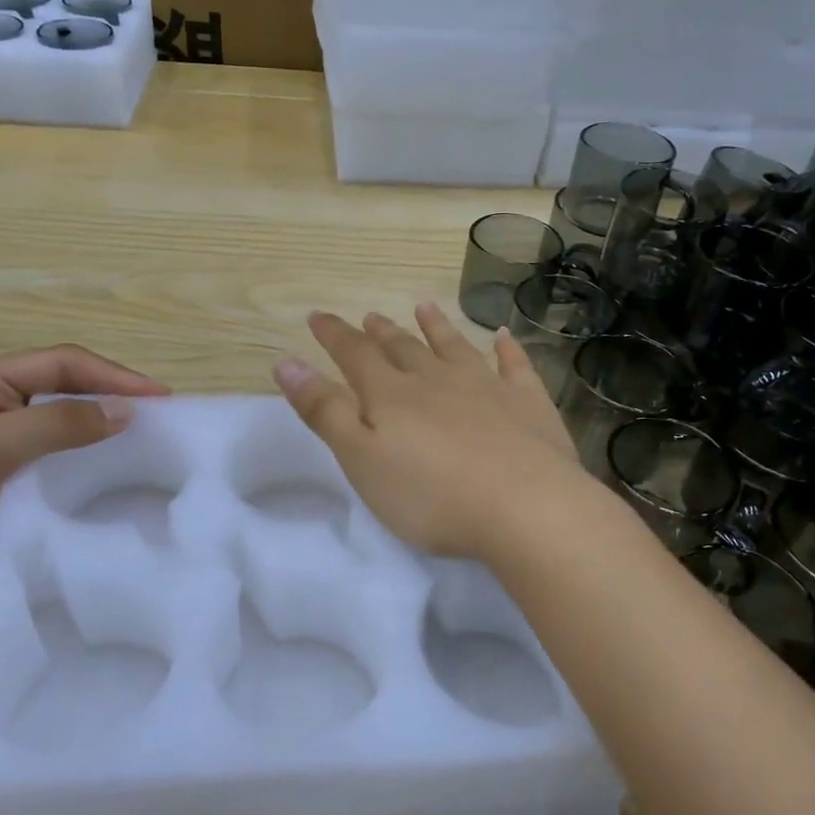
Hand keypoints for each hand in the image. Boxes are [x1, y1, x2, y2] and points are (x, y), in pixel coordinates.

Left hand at [0, 345, 168, 618]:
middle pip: (71, 385)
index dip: (114, 376)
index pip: (64, 363)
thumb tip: (128, 411)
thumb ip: (58, 424)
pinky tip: (117, 465)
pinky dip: (93, 453)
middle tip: (162, 414)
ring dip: (107, 423)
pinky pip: (64, 452)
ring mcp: (6, 439)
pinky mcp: (13, 474)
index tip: (160, 398)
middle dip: (116, 394)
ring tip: (149, 436)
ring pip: (70, 419)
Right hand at [273, 304, 596, 559]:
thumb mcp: (361, 459)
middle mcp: (437, 378)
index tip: (318, 316)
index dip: (334, 335)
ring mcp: (487, 385)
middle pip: (403, 348)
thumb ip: (324, 411)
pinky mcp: (528, 402)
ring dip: (437, 327)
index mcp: (392, 394)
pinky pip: (514, 365)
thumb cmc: (431, 495)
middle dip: (382, 332)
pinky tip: (504, 336)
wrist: (524, 506)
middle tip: (370, 316)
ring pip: (455, 347)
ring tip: (425, 308)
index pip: (355, 355)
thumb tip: (286, 362)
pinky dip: (507, 348)